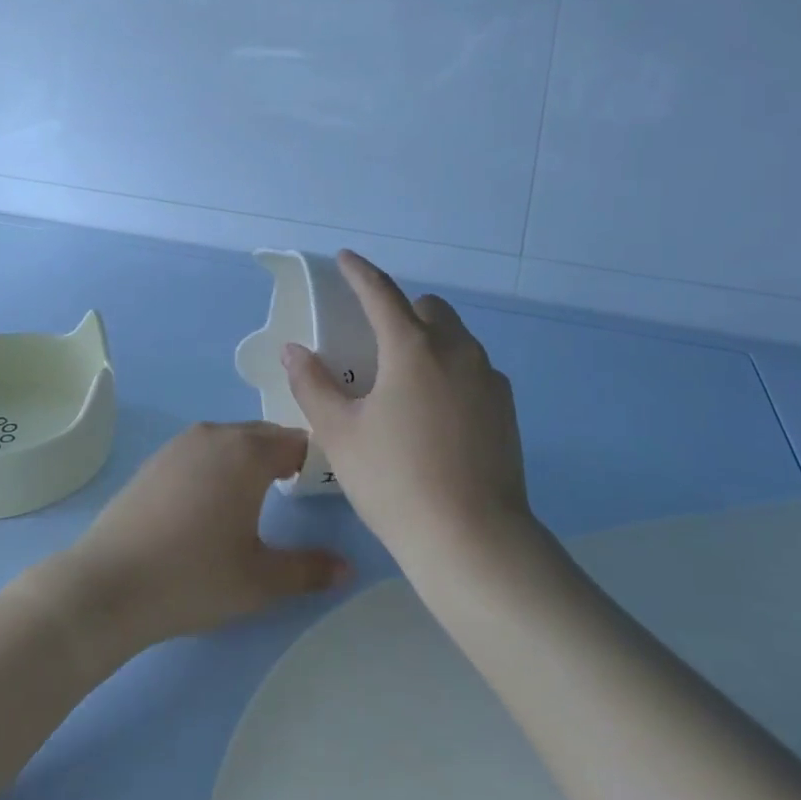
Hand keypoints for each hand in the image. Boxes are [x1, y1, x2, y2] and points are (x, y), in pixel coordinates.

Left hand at [55, 422, 349, 655]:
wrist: (108, 584)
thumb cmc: (194, 576)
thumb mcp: (260, 581)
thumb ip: (309, 570)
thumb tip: (347, 567)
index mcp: (248, 452)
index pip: (298, 440)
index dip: (315, 462)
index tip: (321, 491)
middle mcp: (217, 434)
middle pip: (264, 436)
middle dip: (283, 458)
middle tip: (293, 497)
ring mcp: (181, 444)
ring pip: (231, 441)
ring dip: (249, 461)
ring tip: (254, 502)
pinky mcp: (156, 459)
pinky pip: (202, 452)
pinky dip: (217, 467)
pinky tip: (209, 506)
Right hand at [282, 251, 531, 570]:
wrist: (473, 540)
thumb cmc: (395, 481)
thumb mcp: (340, 434)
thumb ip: (313, 385)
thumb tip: (294, 350)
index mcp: (412, 347)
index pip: (381, 292)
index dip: (359, 272)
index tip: (345, 259)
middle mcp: (456, 350)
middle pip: (428, 309)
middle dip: (401, 310)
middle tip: (375, 340)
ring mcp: (488, 378)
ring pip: (456, 338)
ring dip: (429, 339)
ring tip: (405, 379)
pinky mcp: (506, 407)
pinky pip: (474, 369)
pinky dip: (451, 371)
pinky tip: (436, 412)